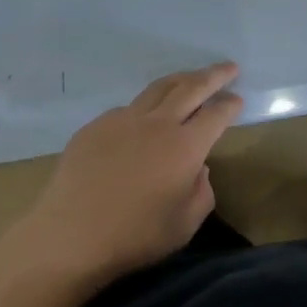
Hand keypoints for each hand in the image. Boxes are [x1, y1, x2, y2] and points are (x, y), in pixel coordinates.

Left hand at [3, 63, 243, 286]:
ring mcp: (124, 119)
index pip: (216, 114)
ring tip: (192, 78)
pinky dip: (146, 107)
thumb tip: (198, 169)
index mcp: (185, 146)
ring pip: (159, 88)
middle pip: (191, 87)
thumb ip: (201, 192)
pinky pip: (128, 108)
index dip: (229, 105)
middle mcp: (158, 123)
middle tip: (229, 68)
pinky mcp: (97, 125)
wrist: (69, 236)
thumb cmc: (133, 237)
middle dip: (214, 75)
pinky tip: (144, 120)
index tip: (237, 99)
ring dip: (181, 79)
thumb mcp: (184, 226)